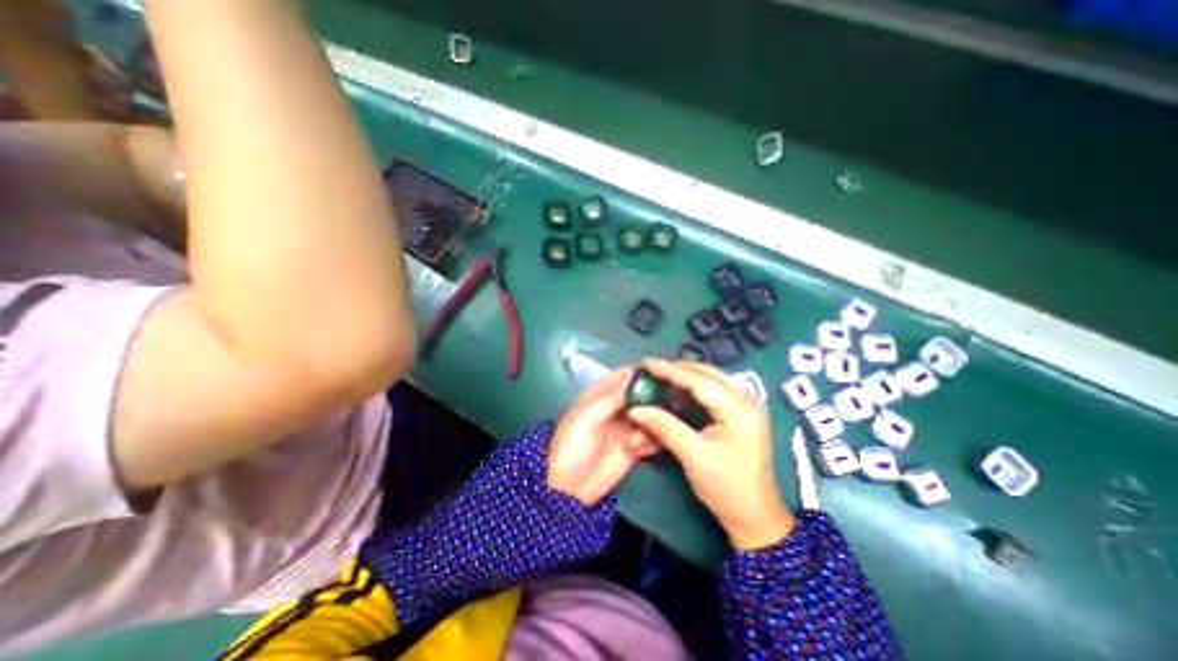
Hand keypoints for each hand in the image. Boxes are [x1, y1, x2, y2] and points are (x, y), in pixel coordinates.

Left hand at [548, 367, 659, 504]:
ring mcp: (626, 427)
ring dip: (651, 425)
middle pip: (643, 394)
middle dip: (655, 398)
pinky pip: (651, 437)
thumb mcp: (587, 419)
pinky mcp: (634, 447)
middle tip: (664, 407)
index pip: (625, 376)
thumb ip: (611, 398)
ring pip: (650, 416)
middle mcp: (617, 408)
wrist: (569, 490)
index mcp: (601, 395)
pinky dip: (651, 442)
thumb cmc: (572, 447)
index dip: (643, 371)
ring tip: (634, 441)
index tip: (664, 372)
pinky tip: (637, 450)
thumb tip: (634, 375)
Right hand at [625, 359, 789, 549]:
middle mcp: (747, 400)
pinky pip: (714, 392)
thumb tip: (636, 409)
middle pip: (708, 374)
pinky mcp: (740, 415)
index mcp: (740, 409)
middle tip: (652, 368)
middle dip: (679, 369)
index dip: (672, 370)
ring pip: (711, 380)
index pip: (701, 381)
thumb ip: (665, 427)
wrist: (756, 518)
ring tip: (661, 376)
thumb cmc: (727, 488)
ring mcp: (746, 406)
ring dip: (686, 377)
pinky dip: (693, 390)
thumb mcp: (693, 456)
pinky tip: (677, 392)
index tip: (648, 363)